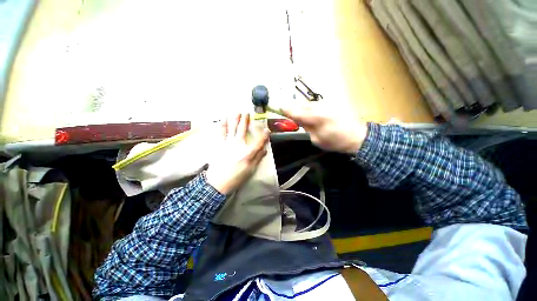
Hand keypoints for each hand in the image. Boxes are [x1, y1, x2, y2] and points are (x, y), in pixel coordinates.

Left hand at [206, 113, 269, 194]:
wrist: (218, 182)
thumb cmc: (237, 177)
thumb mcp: (251, 170)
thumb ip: (258, 158)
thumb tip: (265, 150)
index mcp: (248, 152)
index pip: (259, 141)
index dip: (264, 135)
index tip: (267, 130)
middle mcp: (239, 144)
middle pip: (243, 130)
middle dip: (246, 120)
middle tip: (247, 112)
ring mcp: (228, 143)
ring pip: (232, 128)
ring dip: (234, 119)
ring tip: (236, 112)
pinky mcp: (219, 145)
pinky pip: (221, 133)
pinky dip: (222, 125)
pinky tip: (223, 120)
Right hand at [282, 102, 367, 153]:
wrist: (357, 135)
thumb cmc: (335, 141)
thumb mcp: (316, 139)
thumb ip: (306, 129)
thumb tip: (299, 121)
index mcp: (314, 117)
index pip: (295, 111)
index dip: (286, 109)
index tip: (278, 108)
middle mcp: (318, 106)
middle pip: (300, 104)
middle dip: (292, 107)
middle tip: (286, 111)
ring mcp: (325, 103)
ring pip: (307, 102)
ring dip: (300, 106)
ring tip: (296, 112)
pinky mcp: (330, 103)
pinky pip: (314, 103)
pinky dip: (308, 106)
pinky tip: (309, 112)